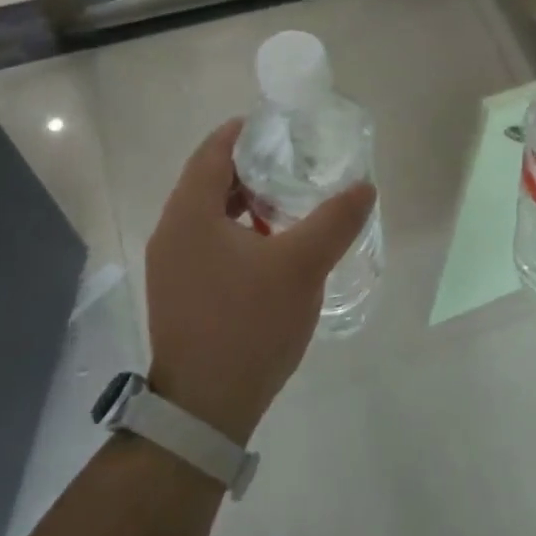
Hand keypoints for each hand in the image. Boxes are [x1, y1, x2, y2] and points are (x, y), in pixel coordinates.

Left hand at [144, 120, 375, 444]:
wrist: (205, 409)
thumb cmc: (248, 325)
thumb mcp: (301, 266)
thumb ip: (335, 221)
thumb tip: (364, 187)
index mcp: (190, 213)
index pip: (213, 149)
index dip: (246, 131)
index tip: (283, 126)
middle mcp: (172, 231)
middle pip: (210, 178)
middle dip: (252, 165)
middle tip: (296, 161)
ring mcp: (171, 264)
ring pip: (209, 213)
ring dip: (246, 200)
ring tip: (290, 200)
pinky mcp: (180, 290)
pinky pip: (208, 241)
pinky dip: (238, 230)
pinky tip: (272, 246)